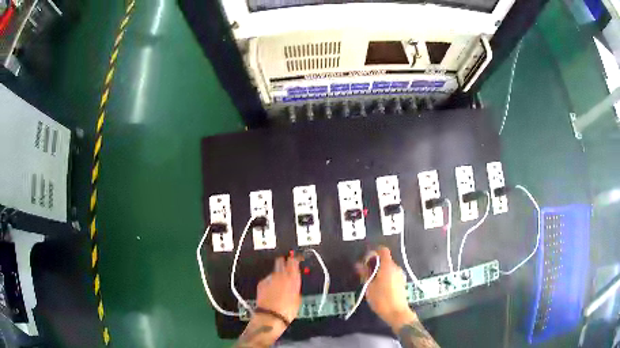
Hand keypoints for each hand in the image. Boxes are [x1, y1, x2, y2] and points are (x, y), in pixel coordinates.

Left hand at [255, 256, 301, 323]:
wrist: (270, 316)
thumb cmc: (288, 310)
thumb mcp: (298, 298)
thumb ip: (295, 287)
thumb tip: (293, 284)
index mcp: (292, 278)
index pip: (293, 261)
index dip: (295, 259)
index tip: (296, 259)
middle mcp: (280, 275)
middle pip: (280, 261)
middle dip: (283, 262)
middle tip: (286, 266)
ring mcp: (269, 278)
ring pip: (274, 271)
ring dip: (277, 275)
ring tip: (278, 284)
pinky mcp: (261, 283)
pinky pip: (267, 279)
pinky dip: (270, 282)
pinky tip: (271, 291)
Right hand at [355, 246, 417, 329]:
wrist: (396, 312)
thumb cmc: (381, 299)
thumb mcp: (369, 287)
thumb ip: (364, 273)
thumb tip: (358, 264)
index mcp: (388, 266)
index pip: (383, 250)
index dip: (374, 251)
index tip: (365, 258)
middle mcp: (396, 268)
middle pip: (385, 259)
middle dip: (374, 263)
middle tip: (364, 272)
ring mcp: (400, 275)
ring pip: (388, 268)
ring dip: (379, 270)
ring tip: (370, 281)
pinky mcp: (402, 282)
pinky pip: (392, 274)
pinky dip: (385, 276)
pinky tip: (379, 286)